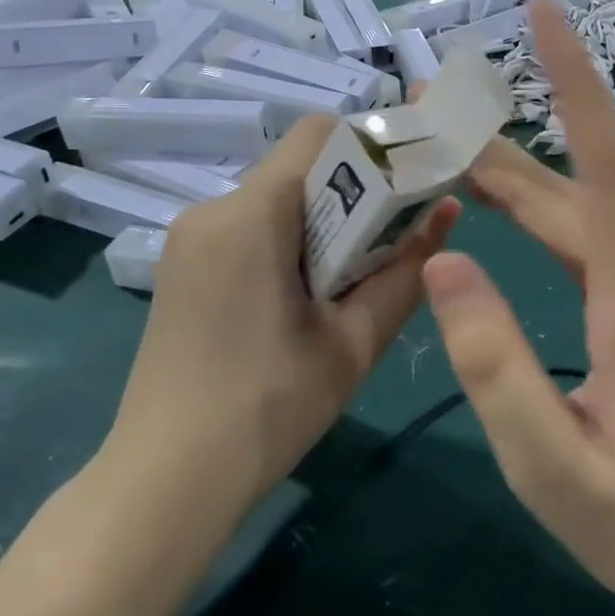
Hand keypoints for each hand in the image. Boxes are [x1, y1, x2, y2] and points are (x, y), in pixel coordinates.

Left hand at [109, 116, 458, 523]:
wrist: (166, 483)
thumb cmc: (269, 410)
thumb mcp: (354, 342)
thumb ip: (407, 269)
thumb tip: (448, 210)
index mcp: (251, 215)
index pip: (321, 133)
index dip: (375, 145)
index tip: (413, 182)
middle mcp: (212, 209)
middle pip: (300, 165)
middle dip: (356, 188)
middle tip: (397, 237)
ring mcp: (191, 237)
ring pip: (278, 197)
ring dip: (325, 218)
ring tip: (355, 275)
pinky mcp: (185, 265)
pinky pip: (251, 225)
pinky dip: (291, 239)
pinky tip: (308, 294)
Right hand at [422, 0, 614, 615]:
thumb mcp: (551, 467)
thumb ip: (494, 367)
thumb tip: (445, 265)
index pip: (610, 169)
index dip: (578, 85)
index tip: (548, 14)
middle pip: (580, 186)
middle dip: (505, 136)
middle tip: (428, 104)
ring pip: (583, 211)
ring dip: (517, 174)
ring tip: (444, 144)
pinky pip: (590, 240)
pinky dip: (537, 214)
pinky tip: (497, 206)